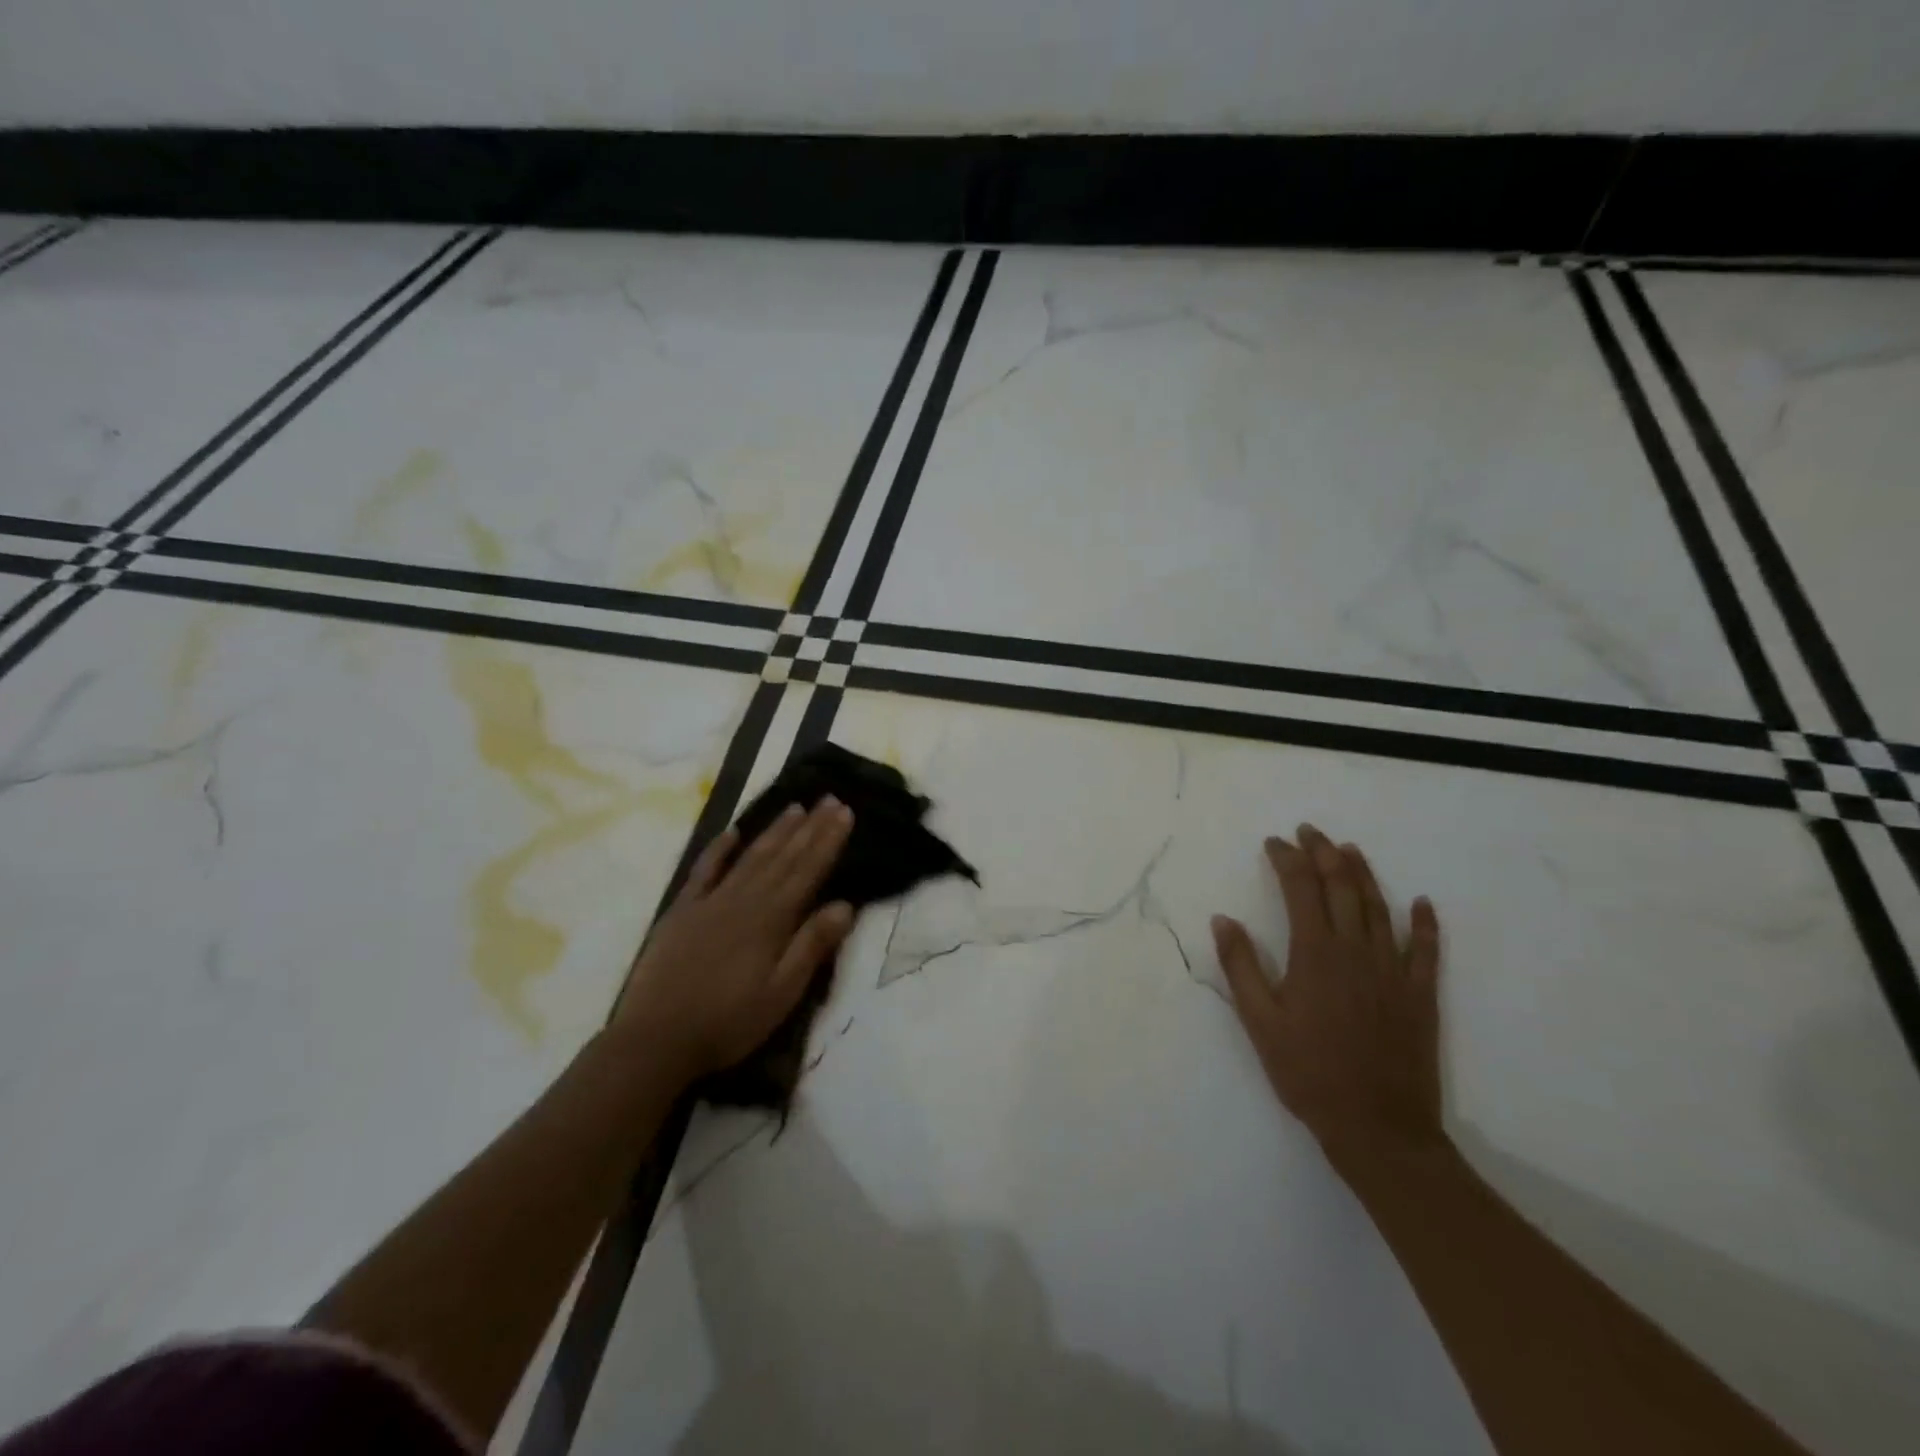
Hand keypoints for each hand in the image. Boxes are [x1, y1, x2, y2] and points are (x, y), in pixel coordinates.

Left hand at [615, 798, 855, 1085]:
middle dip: (810, 827)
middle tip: (830, 799)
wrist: (656, 1039)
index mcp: (771, 919)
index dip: (828, 841)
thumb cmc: (728, 1022)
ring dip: (775, 831)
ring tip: (795, 807)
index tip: (845, 812)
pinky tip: (732, 832)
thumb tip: (846, 905)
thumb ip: (812, 947)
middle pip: (783, 857)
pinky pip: (704, 871)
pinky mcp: (682, 911)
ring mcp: (710, 902)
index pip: (808, 870)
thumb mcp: (782, 994)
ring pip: (750, 857)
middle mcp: (744, 900)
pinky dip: (719, 849)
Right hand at [1211, 824, 1443, 1163]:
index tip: (1273, 842)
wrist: (1378, 1127)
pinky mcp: (1419, 994)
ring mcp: (1393, 970)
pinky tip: (1421, 903)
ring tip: (1349, 848)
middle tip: (1309, 831)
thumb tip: (1223, 918)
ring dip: (1363, 873)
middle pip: (1341, 886)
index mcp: (1315, 953)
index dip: (1286, 859)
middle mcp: (1356, 950)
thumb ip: (1241, 966)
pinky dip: (1424, 923)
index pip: (1300, 888)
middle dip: (1323, 852)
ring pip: (1378, 907)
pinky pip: (1426, 950)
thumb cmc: (1308, 1072)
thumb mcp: (1259, 1021)